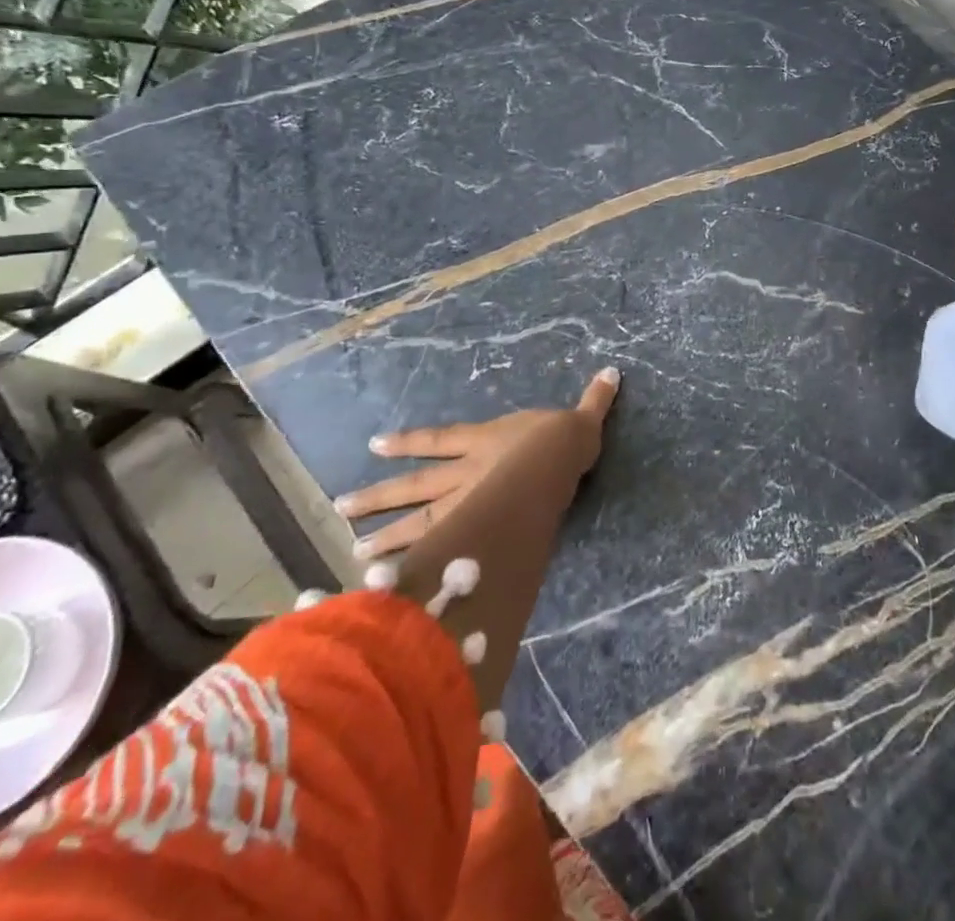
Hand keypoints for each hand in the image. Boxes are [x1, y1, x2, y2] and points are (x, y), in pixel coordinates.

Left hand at [335, 367, 618, 561]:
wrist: (555, 465)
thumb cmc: (561, 442)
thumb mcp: (580, 419)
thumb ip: (593, 401)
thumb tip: (613, 372)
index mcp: (485, 443)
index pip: (438, 442)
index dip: (407, 442)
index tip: (373, 445)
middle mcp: (466, 474)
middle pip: (416, 486)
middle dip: (381, 496)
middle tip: (341, 508)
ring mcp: (467, 505)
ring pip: (419, 520)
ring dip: (388, 536)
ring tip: (354, 552)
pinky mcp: (476, 532)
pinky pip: (441, 547)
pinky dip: (417, 563)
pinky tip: (392, 582)